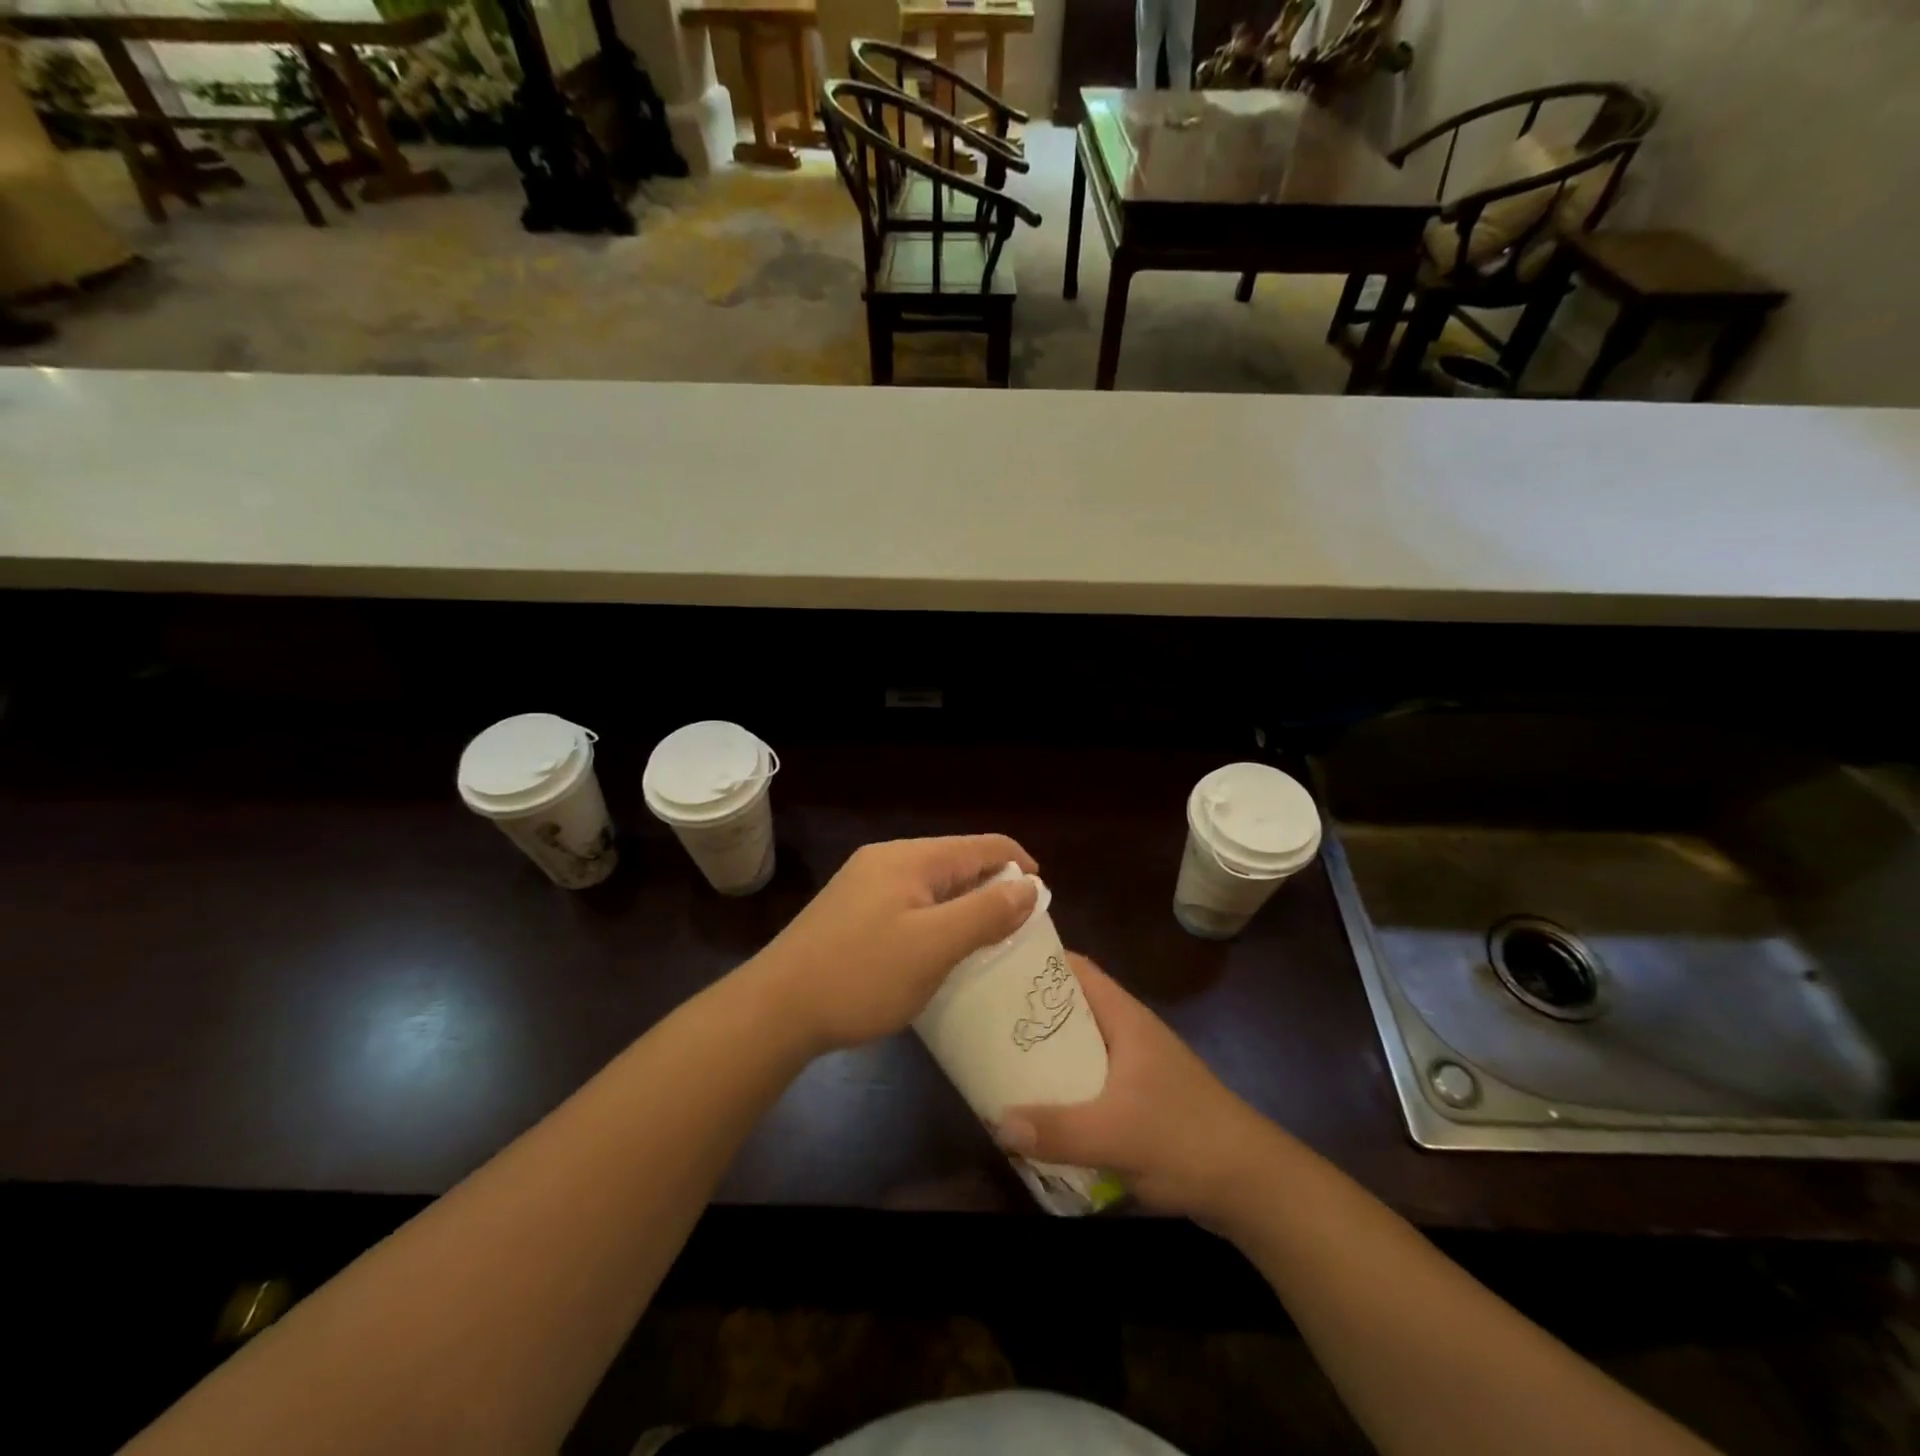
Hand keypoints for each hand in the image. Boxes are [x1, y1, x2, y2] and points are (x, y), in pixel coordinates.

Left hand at [753, 835, 1039, 1053]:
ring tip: (986, 941)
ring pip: (932, 885)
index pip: (981, 845)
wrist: (775, 1010)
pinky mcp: (850, 912)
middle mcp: (886, 860)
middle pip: (956, 862)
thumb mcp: (934, 946)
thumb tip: (1029, 886)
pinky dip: (935, 919)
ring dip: (963, 906)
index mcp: (910, 858)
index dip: (1018, 864)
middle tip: (1018, 928)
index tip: (1043, 898)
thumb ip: (985, 913)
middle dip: (992, 887)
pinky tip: (938, 950)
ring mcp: (863, 885)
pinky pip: (908, 904)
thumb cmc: (861, 975)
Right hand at [996, 955, 1278, 1222]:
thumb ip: (1056, 1130)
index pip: (1077, 969)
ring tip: (1000, 1062)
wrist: (1254, 1187)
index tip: (996, 966)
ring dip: (1046, 1055)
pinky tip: (1040, 1111)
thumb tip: (997, 1123)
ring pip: (1080, 1048)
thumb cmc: (1186, 1138)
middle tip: (985, 1019)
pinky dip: (1065, 1089)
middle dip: (1031, 1013)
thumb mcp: (1115, 1133)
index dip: (1039, 962)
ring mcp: (1137, 1069)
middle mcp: (1128, 1034)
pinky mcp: (1141, 1102)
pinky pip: (1091, 1083)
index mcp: (1125, 1019)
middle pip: (1072, 1008)